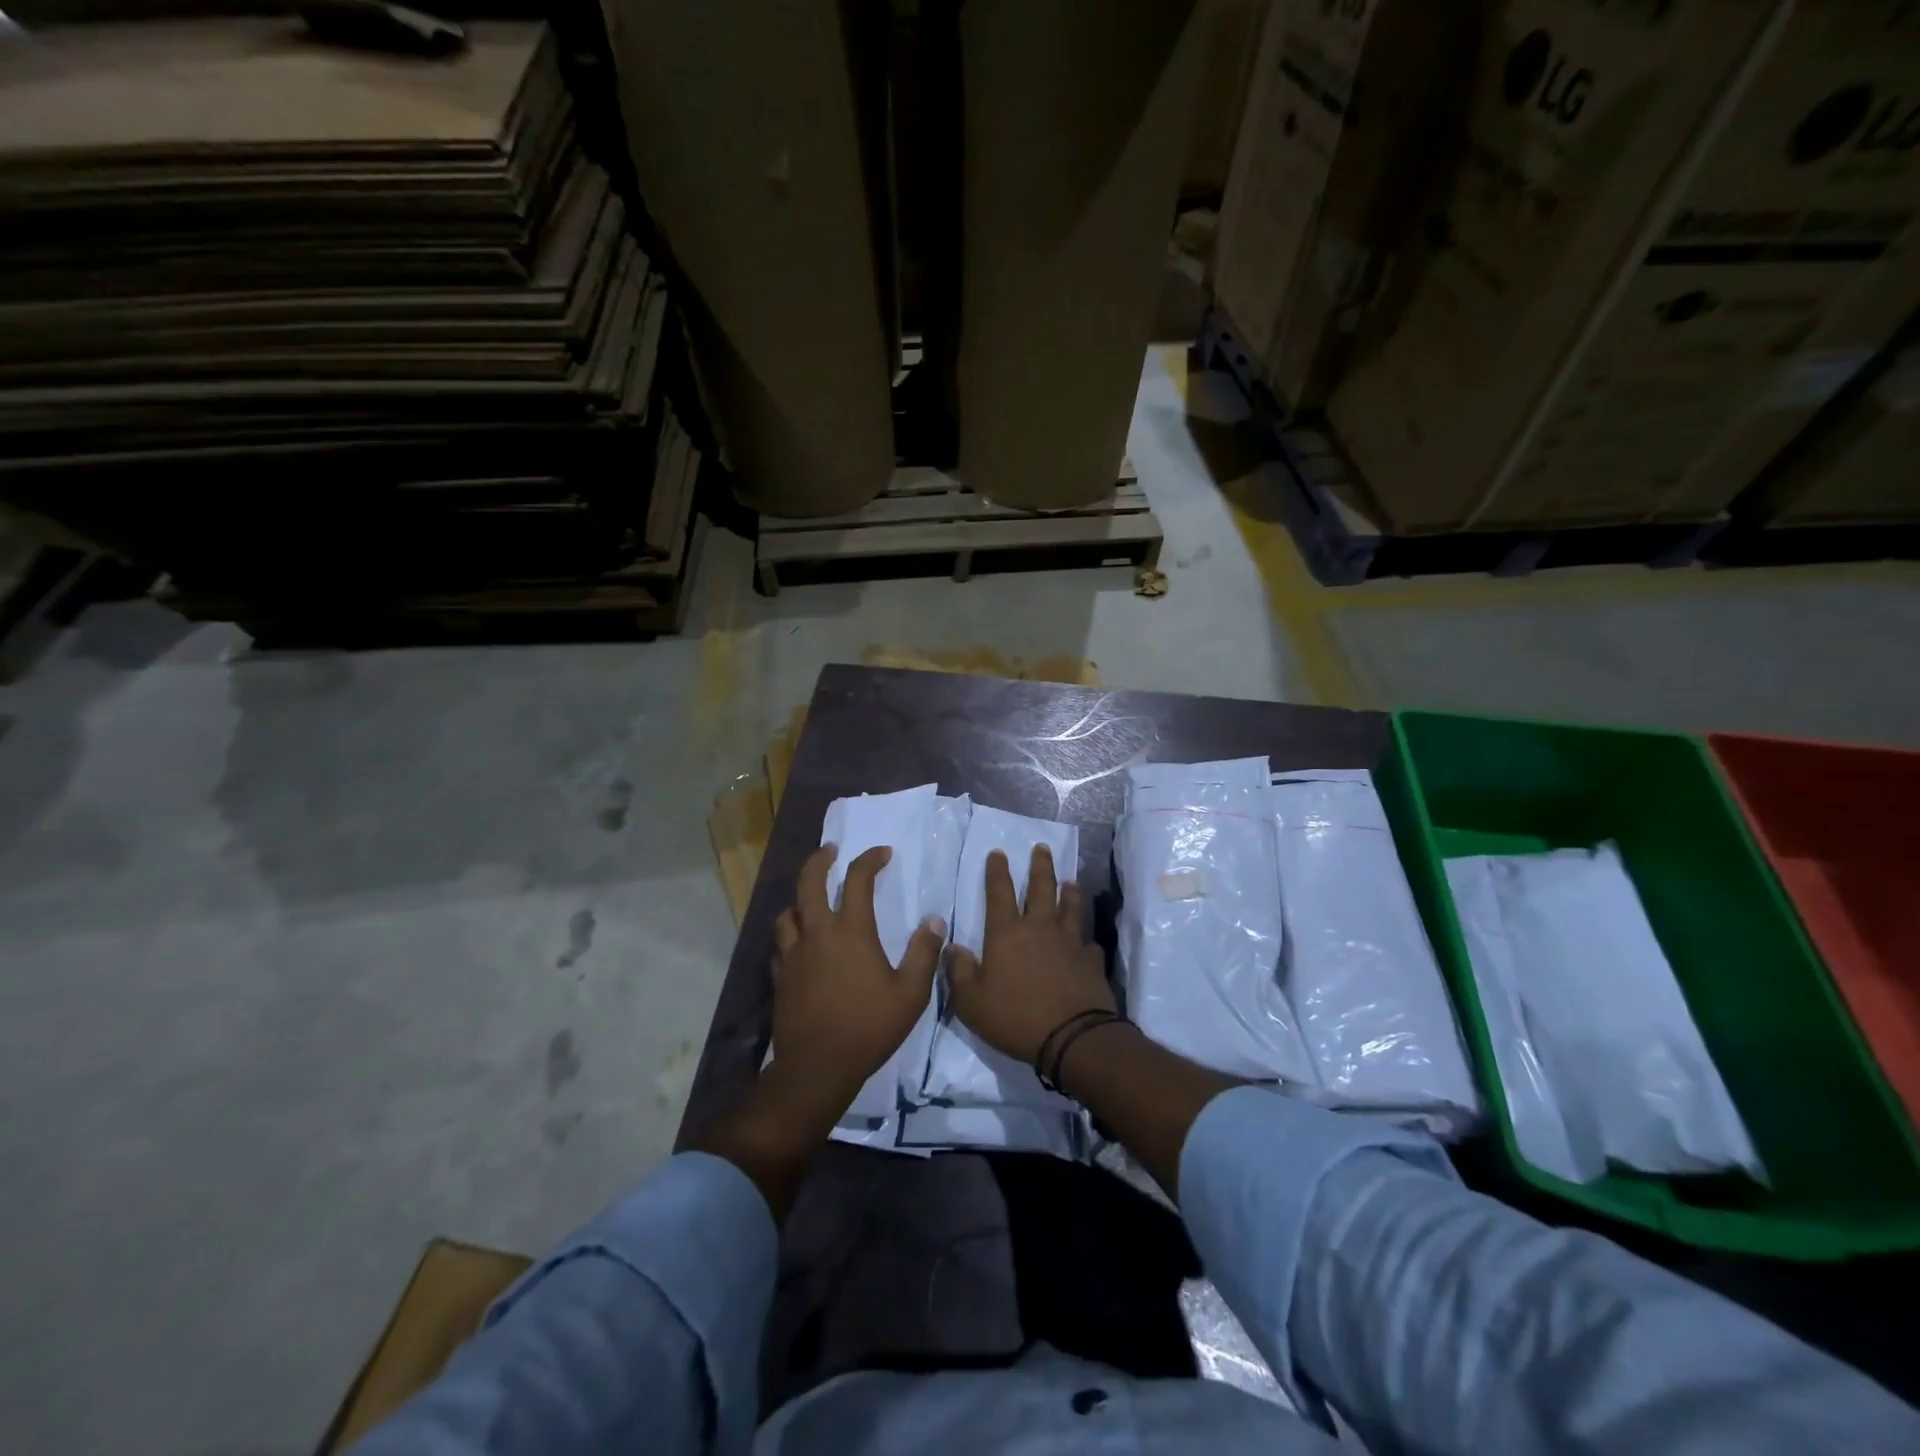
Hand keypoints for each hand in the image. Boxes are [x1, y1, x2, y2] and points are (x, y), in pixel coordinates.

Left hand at [768, 843, 944, 1120]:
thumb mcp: (910, 994)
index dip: (870, 860)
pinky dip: (790, 932)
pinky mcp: (780, 976)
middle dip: (820, 860)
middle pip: (809, 883)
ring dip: (800, 898)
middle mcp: (817, 933)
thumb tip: (934, 921)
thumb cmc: (868, 1027)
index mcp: (851, 931)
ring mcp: (793, 955)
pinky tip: (798, 941)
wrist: (817, 1067)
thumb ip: (923, 954)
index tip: (883, 853)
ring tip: (811, 898)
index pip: (857, 880)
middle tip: (831, 850)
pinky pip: (780, 943)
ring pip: (788, 912)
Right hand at [947, 844, 1113, 1062]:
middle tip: (1041, 848)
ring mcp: (1070, 943)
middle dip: (1040, 866)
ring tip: (1070, 881)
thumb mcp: (971, 1001)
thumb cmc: (1016, 1017)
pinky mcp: (1091, 961)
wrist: (1072, 1037)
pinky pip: (1089, 944)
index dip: (997, 871)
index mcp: (1007, 933)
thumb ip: (959, 971)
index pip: (999, 892)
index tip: (998, 852)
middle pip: (1041, 888)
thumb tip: (951, 946)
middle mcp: (1040, 928)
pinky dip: (1086, 941)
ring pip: (1070, 908)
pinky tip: (1087, 943)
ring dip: (1069, 892)